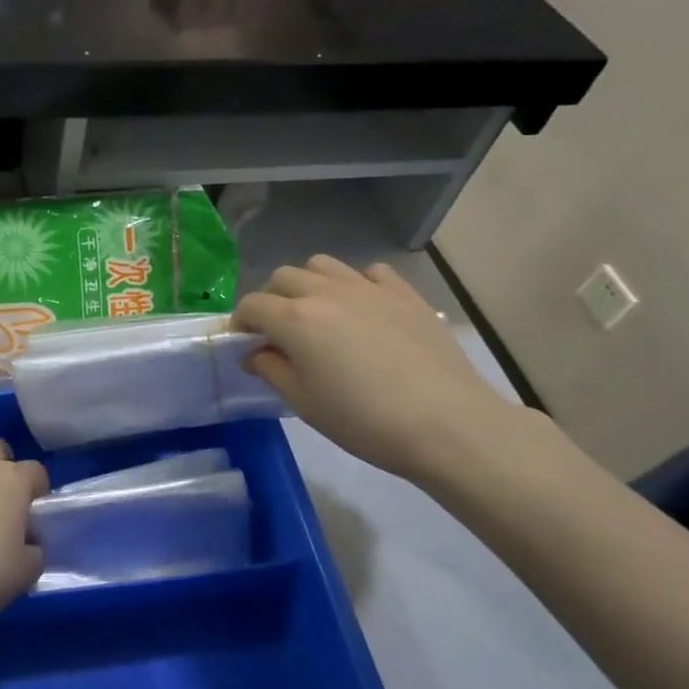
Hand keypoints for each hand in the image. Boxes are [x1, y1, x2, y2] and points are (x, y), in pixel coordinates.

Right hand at [233, 257, 524, 484]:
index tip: (244, 344)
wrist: (447, 424)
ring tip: (319, 313)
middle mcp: (326, 292)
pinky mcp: (405, 293)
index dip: (241, 323)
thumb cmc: (365, 421)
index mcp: (295, 318)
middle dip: (272, 299)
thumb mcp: (305, 404)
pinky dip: (358, 284)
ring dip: (310, 284)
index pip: (252, 305)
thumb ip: (272, 370)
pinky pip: (370, 272)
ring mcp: (368, 287)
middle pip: (283, 277)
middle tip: (279, 332)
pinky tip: (365, 310)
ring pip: (322, 265)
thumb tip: (255, 354)